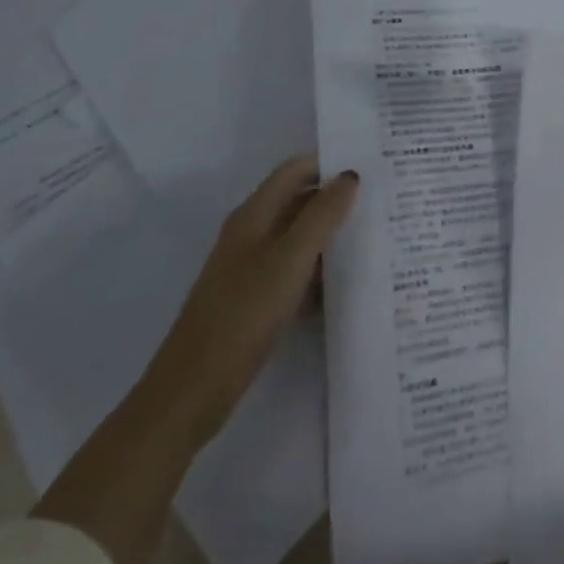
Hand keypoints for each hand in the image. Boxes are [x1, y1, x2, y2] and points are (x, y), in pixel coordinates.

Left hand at [33, 157, 358, 563]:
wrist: (176, 410)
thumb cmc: (231, 330)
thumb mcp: (284, 269)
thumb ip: (320, 220)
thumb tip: (351, 176)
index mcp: (253, 218)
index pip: (298, 167)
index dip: (331, 155)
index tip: (374, 153)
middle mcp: (249, 236)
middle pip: (300, 198)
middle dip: (338, 193)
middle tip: (387, 194)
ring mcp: (249, 273)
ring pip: (300, 236)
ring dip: (332, 232)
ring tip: (378, 233)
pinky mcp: (252, 307)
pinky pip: (297, 272)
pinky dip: (322, 269)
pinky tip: (350, 285)